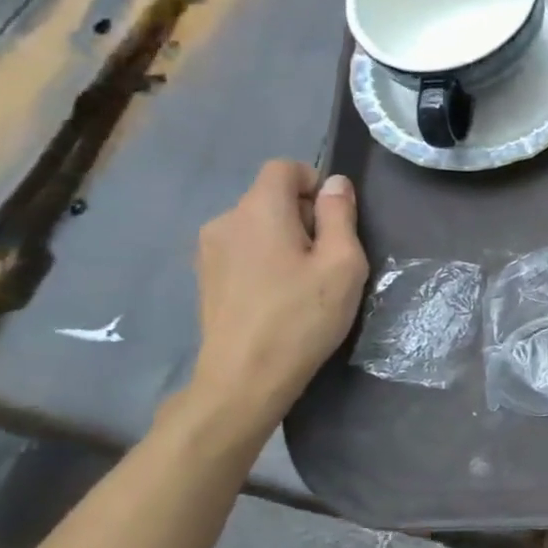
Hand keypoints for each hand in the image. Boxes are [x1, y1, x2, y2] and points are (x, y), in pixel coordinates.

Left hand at [189, 161, 367, 420]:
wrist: (244, 379)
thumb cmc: (301, 318)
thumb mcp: (342, 264)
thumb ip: (340, 215)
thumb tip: (334, 183)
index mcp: (259, 210)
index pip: (284, 167)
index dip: (314, 184)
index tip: (334, 222)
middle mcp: (226, 220)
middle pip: (271, 197)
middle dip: (303, 216)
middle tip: (326, 260)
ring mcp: (209, 251)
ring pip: (257, 225)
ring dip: (283, 240)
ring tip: (302, 283)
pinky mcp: (206, 278)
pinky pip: (243, 250)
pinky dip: (264, 260)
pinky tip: (277, 297)